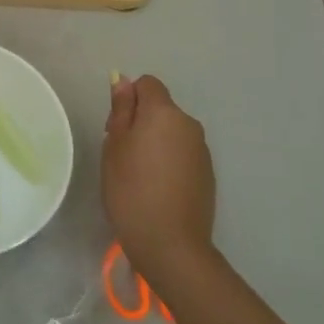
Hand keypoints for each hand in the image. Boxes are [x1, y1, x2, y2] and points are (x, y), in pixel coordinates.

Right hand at [102, 75, 216, 290]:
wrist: (170, 243)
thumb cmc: (131, 189)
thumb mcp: (114, 146)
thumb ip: (121, 110)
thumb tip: (123, 81)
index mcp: (164, 112)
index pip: (147, 83)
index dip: (129, 99)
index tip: (116, 128)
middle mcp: (189, 124)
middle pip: (161, 108)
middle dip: (142, 121)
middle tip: (122, 154)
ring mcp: (202, 149)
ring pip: (172, 131)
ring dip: (156, 141)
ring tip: (139, 175)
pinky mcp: (208, 173)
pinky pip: (183, 153)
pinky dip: (170, 161)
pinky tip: (158, 188)